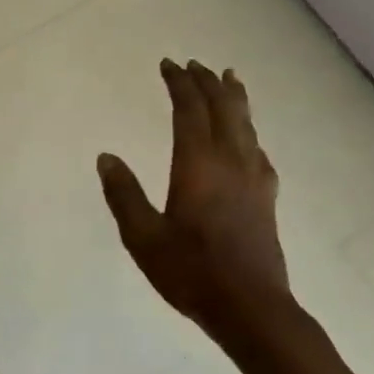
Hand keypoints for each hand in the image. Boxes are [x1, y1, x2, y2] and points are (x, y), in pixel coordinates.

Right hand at [97, 59, 292, 341]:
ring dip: (234, 98)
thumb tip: (106, 157)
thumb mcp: (143, 237)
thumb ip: (124, 194)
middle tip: (195, 65)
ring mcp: (253, 179)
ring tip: (230, 78)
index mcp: (198, 164)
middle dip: (207, 82)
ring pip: (246, 124)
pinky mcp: (266, 198)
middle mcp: (230, 161)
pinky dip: (250, 132)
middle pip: (223, 108)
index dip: (179, 83)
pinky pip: (258, 150)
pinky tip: (249, 139)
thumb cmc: (191, 272)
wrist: (251, 308)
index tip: (168, 64)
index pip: (189, 110)